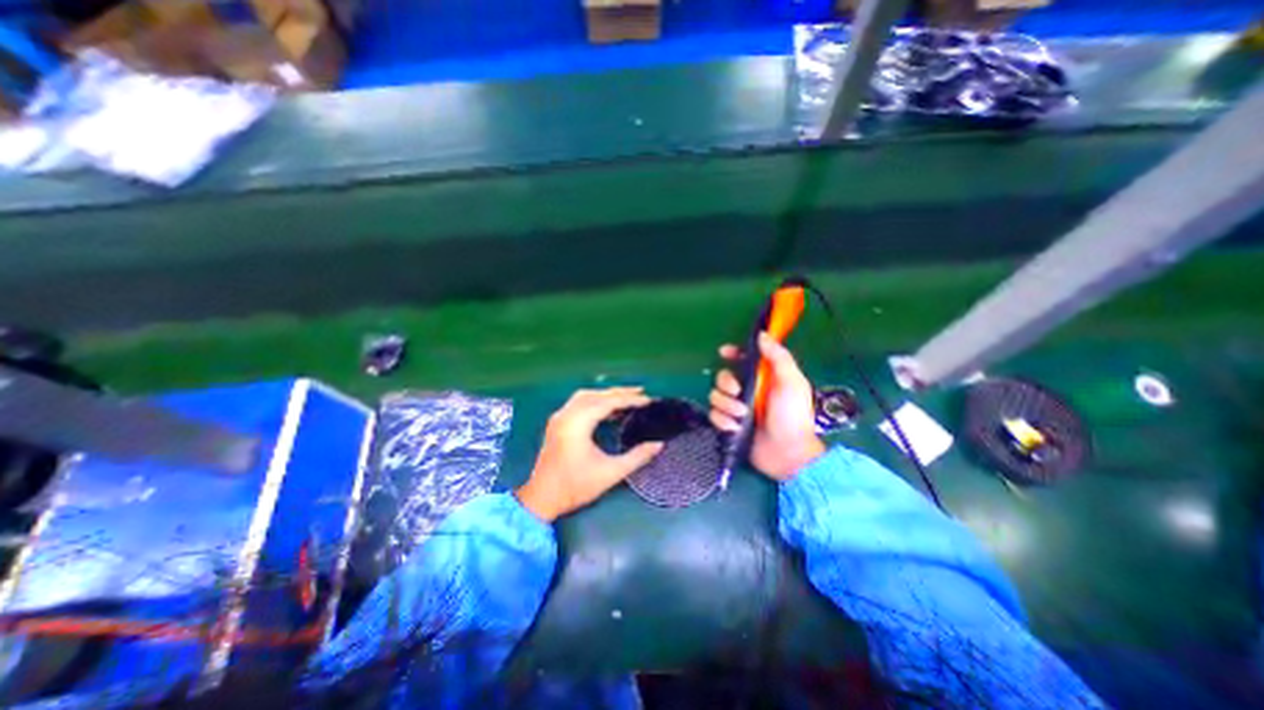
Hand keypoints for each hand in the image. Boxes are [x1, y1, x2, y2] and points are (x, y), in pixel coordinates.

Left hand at [519, 390, 665, 521]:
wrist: (541, 499)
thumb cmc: (575, 486)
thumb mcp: (610, 473)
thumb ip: (637, 457)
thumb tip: (659, 445)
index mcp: (577, 424)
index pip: (607, 402)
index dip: (629, 400)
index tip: (648, 400)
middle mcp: (566, 415)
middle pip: (596, 394)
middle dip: (619, 392)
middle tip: (641, 393)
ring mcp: (559, 418)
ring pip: (585, 396)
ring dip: (606, 394)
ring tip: (626, 398)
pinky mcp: (557, 423)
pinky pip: (578, 403)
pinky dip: (595, 401)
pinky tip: (608, 410)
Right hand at [707, 333, 825, 482]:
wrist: (788, 453)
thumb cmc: (793, 416)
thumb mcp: (791, 382)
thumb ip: (778, 357)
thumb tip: (762, 334)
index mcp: (763, 377)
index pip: (742, 359)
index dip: (732, 353)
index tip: (724, 353)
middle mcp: (747, 390)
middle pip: (723, 377)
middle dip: (726, 383)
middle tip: (738, 393)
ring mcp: (737, 408)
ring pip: (716, 396)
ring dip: (727, 406)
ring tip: (742, 416)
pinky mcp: (729, 425)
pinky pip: (714, 415)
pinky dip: (723, 421)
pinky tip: (735, 428)